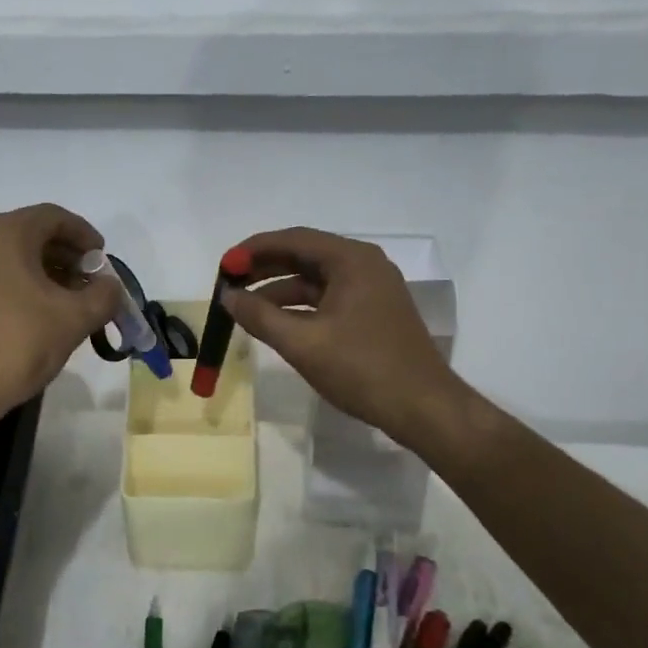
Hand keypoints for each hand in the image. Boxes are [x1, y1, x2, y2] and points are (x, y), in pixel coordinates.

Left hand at [0, 204, 121, 427]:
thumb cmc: (17, 344)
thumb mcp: (74, 319)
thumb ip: (103, 295)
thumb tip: (110, 286)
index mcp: (5, 232)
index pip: (54, 217)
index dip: (85, 235)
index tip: (103, 260)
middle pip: (31, 233)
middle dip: (66, 255)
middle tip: (90, 283)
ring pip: (11, 254)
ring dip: (44, 270)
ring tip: (68, 301)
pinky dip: (20, 282)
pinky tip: (37, 313)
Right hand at [220, 227, 459, 449]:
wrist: (423, 408)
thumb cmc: (362, 369)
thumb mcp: (302, 343)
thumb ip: (260, 316)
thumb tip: (227, 297)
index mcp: (351, 260)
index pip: (293, 239)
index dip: (253, 250)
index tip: (224, 265)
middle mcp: (364, 265)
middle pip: (304, 254)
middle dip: (264, 268)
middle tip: (229, 283)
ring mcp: (371, 288)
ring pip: (314, 279)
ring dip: (279, 290)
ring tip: (244, 306)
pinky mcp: (372, 311)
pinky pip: (327, 297)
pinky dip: (299, 306)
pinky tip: (275, 322)